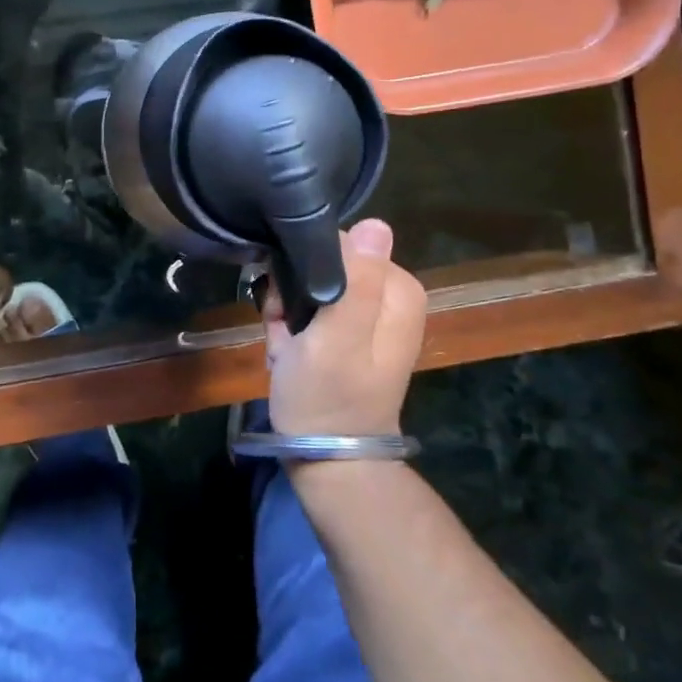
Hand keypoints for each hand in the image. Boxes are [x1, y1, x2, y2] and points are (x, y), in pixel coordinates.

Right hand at [264, 219, 426, 437]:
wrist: (324, 458)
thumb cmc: (330, 397)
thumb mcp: (340, 337)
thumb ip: (358, 281)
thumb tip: (377, 223)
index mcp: (397, 289)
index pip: (343, 243)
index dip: (308, 267)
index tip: (292, 301)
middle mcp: (386, 295)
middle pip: (325, 262)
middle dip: (295, 291)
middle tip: (286, 326)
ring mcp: (363, 314)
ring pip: (309, 283)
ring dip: (286, 309)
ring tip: (285, 343)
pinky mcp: (343, 331)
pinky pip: (308, 306)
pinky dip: (288, 324)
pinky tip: (284, 349)